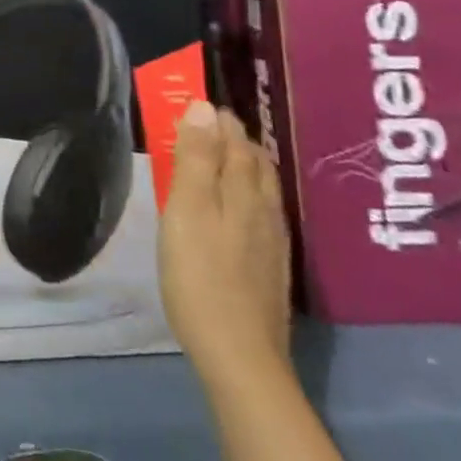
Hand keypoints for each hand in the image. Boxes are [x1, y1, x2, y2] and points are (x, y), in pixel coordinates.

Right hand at [158, 100, 291, 390]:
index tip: (198, 104)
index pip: (236, 139)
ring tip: (222, 157)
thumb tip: (205, 107)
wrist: (239, 356)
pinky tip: (239, 208)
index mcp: (243, 189)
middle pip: (255, 161)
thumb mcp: (187, 208)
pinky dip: (250, 194)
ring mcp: (273, 240)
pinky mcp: (272, 268)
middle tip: (206, 126)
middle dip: (234, 138)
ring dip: (244, 165)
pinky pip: (263, 212)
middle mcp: (265, 208)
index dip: (218, 119)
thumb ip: (195, 157)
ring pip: (263, 187)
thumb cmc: (200, 273)